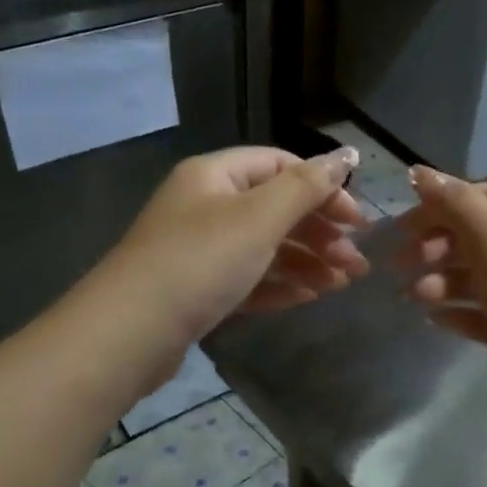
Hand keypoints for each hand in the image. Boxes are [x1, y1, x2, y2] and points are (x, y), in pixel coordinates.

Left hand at [106, 145, 369, 349]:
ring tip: (342, 284)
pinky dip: (279, 284)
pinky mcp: (197, 290)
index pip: (281, 166)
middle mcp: (206, 206)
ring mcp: (199, 250)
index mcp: (215, 175)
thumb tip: (349, 153)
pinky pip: (247, 278)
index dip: (324, 188)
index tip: (358, 221)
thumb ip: (307, 186)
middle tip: (357, 263)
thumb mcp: (259, 218)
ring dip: (307, 262)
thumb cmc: (199, 262)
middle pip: (275, 209)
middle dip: (320, 233)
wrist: (129, 333)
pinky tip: (309, 297)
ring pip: (264, 247)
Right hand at [400, 166, 486, 381]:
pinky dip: (461, 311)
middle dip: (439, 245)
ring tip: (412, 296)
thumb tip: (420, 171)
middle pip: (483, 236)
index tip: (407, 223)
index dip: (447, 203)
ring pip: (482, 277)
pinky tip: (434, 319)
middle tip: (401, 261)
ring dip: (443, 280)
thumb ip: (455, 203)